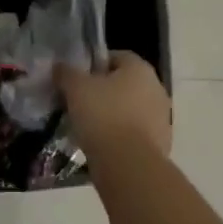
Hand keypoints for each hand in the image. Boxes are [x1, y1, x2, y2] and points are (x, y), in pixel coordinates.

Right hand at [58, 50, 171, 165]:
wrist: (128, 166)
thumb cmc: (103, 115)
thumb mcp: (76, 88)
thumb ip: (67, 72)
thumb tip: (61, 67)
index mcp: (140, 69)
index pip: (116, 57)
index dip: (94, 64)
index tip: (77, 78)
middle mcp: (156, 89)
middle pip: (124, 84)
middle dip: (103, 91)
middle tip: (80, 102)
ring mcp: (161, 119)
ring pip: (130, 109)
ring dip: (112, 115)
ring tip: (88, 126)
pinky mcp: (160, 145)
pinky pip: (134, 133)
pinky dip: (120, 136)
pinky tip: (101, 145)